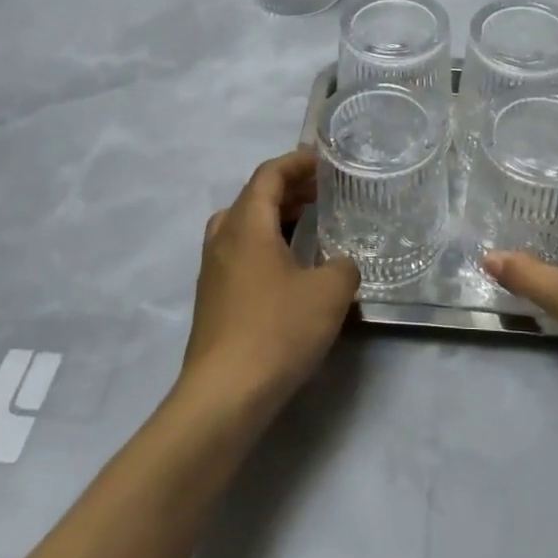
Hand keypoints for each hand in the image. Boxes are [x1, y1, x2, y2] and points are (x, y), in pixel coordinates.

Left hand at [180, 151, 360, 417]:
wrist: (224, 396)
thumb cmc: (277, 330)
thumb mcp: (329, 292)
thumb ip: (343, 267)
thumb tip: (341, 264)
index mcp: (247, 224)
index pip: (269, 174)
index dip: (297, 162)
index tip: (325, 162)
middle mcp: (223, 239)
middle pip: (253, 197)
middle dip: (288, 190)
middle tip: (322, 193)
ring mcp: (213, 271)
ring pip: (243, 227)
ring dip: (275, 219)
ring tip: (309, 226)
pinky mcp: (213, 301)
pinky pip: (240, 255)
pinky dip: (266, 246)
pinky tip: (291, 270)